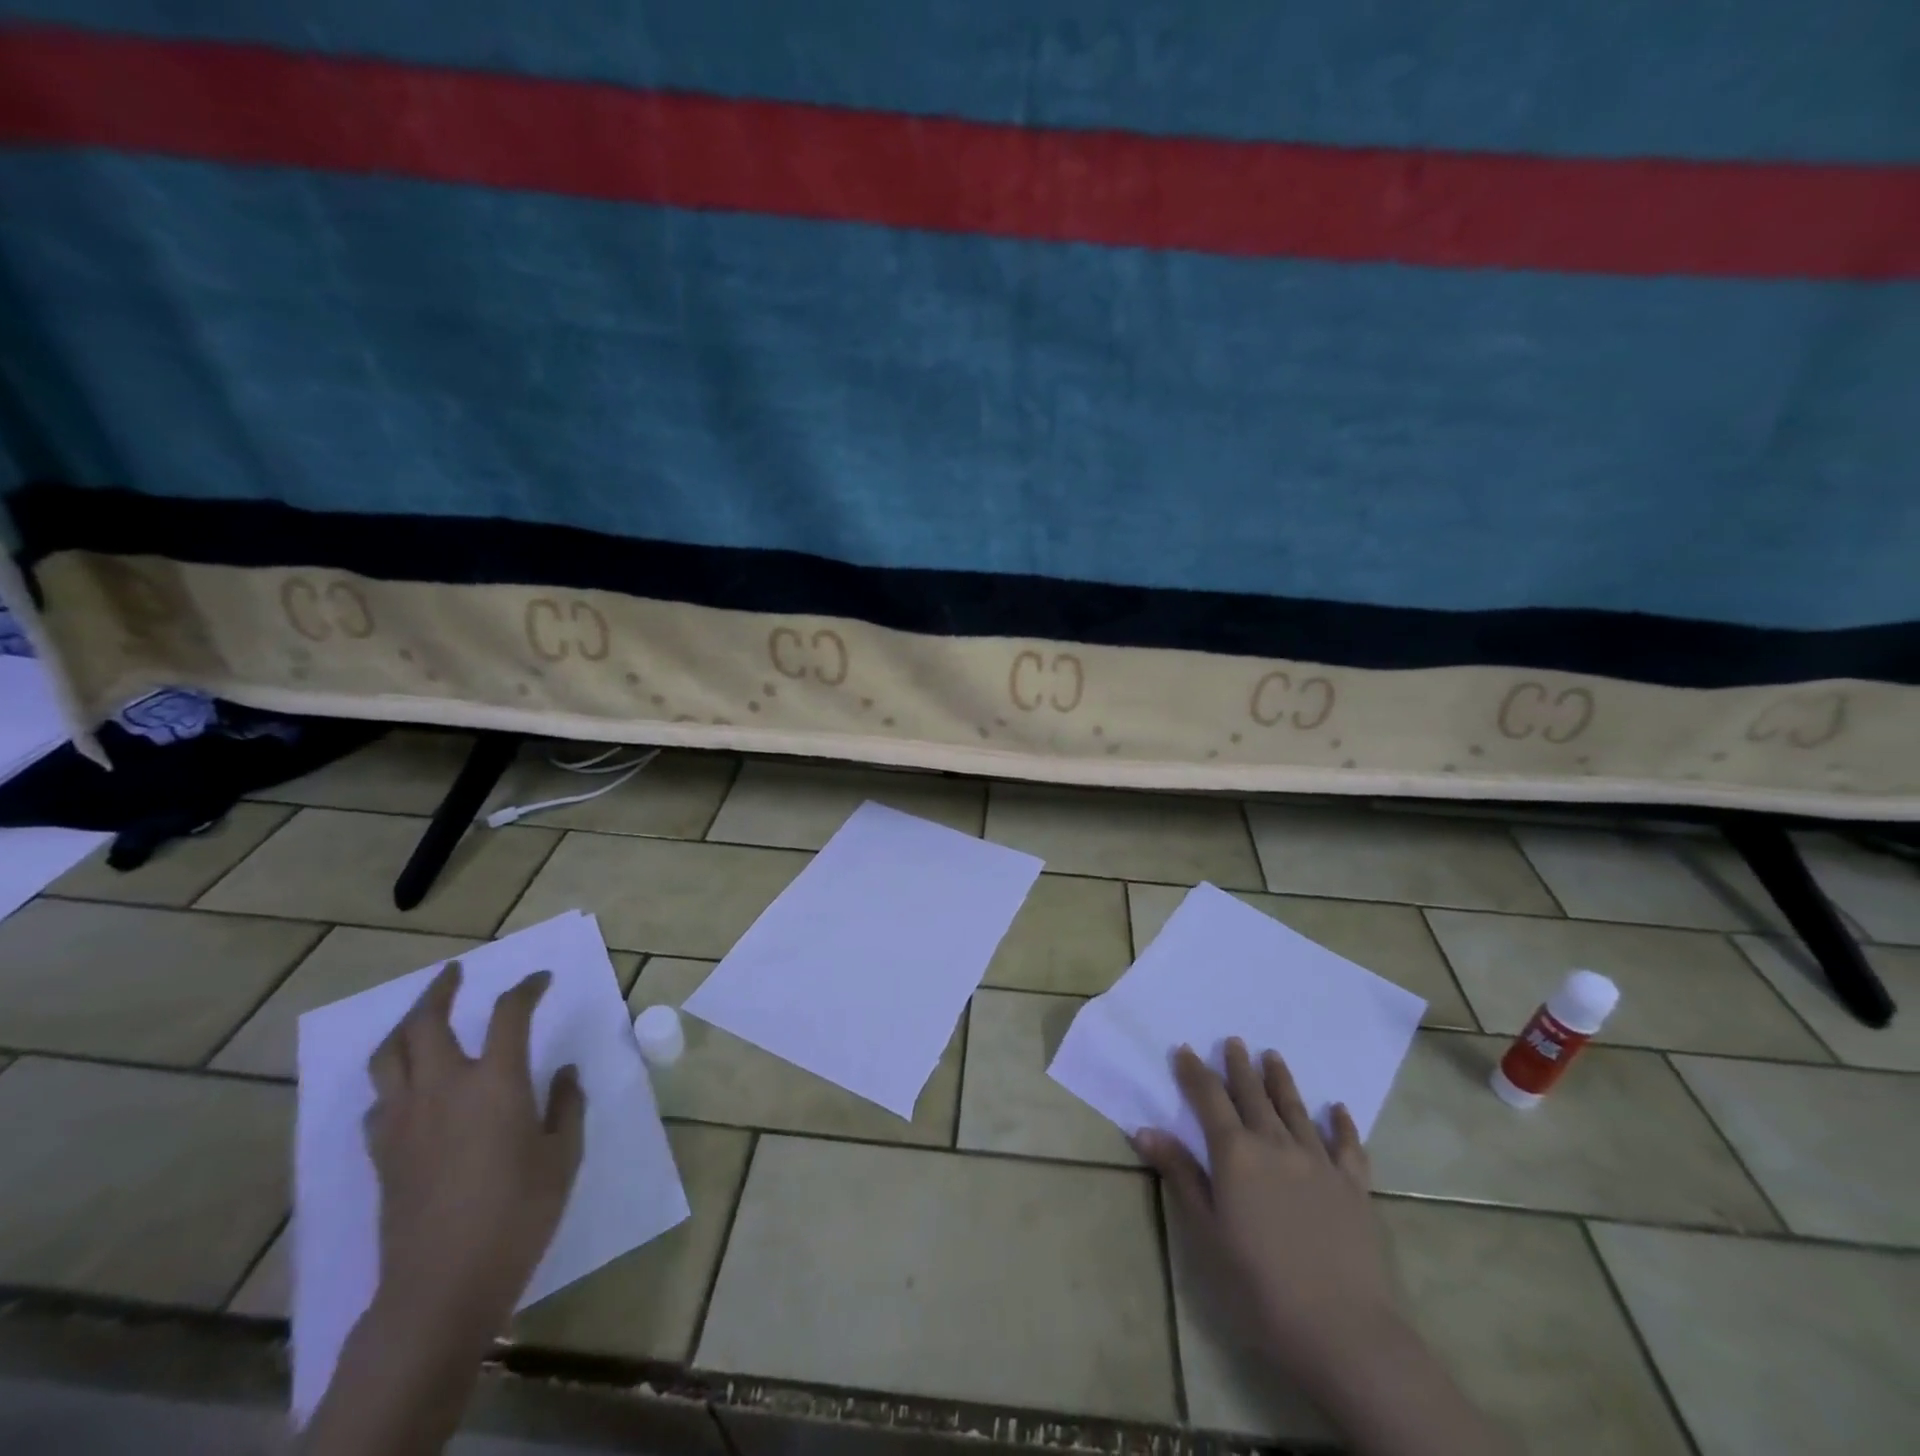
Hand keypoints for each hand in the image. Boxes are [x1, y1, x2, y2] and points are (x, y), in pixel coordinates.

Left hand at [364, 962, 586, 1345]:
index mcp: (494, 1082)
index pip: (509, 1013)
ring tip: (421, 1015)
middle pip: (426, 1022)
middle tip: (455, 973)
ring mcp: (403, 1120)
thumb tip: (561, 1073)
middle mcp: (442, 1089)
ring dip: (405, 1025)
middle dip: (440, 990)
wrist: (442, 1286)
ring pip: (388, 1056)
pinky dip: (393, 1079)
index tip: (541, 979)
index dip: (527, 988)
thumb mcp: (563, 1155)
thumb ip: (565, 1105)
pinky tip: (407, 1086)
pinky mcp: (381, 1153)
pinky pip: (378, 1099)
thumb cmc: (518, 1214)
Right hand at [1132, 1040, 1400, 1394]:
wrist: (1342, 1331)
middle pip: (1253, 1094)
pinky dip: (1342, 1125)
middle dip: (1239, 1066)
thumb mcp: (1206, 1232)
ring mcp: (1319, 1162)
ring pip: (1296, 1109)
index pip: (1208, 1098)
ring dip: (1282, 1080)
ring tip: (1273, 1056)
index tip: (1184, 1050)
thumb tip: (1145, 1129)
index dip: (1194, 1072)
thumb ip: (1180, 1176)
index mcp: (1236, 1153)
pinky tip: (1339, 1110)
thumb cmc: (1259, 1285)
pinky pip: (1348, 1146)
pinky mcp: (1354, 1187)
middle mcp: (1276, 1144)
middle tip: (1233, 1040)